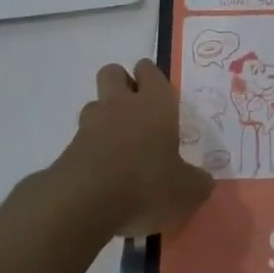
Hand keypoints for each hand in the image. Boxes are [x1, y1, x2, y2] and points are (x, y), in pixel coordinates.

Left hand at [54, 62, 214, 236]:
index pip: (149, 69)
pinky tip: (103, 174)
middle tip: (136, 112)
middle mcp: (121, 103)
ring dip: (104, 117)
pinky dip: (91, 149)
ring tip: (118, 146)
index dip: (152, 79)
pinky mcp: (69, 147)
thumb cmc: (146, 184)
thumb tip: (204, 182)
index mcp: (155, 102)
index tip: (159, 98)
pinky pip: (82, 138)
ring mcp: (91, 123)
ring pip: (95, 103)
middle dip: (121, 85)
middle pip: (113, 72)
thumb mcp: (186, 191)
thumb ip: (197, 182)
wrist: (86, 202)